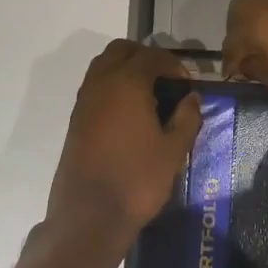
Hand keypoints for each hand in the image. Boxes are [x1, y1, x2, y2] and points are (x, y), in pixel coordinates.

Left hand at [46, 40, 202, 250]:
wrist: (89, 216)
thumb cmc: (137, 180)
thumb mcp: (173, 151)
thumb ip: (186, 118)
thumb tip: (192, 97)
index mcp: (127, 83)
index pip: (152, 56)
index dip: (173, 65)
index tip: (186, 84)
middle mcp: (101, 83)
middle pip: (122, 51)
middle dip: (145, 57)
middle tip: (165, 80)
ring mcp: (84, 101)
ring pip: (103, 65)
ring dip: (125, 69)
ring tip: (148, 95)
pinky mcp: (75, 120)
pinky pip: (94, 87)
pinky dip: (112, 86)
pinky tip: (129, 114)